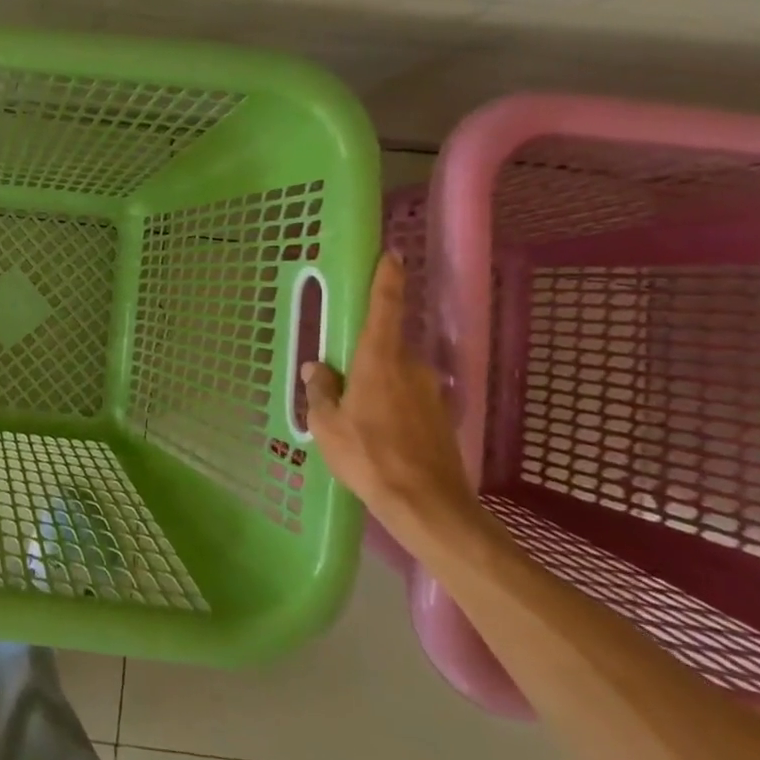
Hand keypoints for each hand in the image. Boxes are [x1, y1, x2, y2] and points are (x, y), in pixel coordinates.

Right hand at [301, 252, 478, 544]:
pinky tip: (375, 432)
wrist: (428, 505)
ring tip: (354, 413)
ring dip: (376, 382)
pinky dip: (389, 403)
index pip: (386, 307)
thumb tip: (318, 367)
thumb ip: (321, 390)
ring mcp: (430, 392)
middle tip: (340, 377)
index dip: (388, 278)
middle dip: (363, 353)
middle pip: (385, 345)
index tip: (392, 254)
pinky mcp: (440, 416)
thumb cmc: (368, 456)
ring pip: (396, 373)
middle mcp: (411, 367)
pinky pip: (406, 396)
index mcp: (380, 360)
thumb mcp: (327, 424)